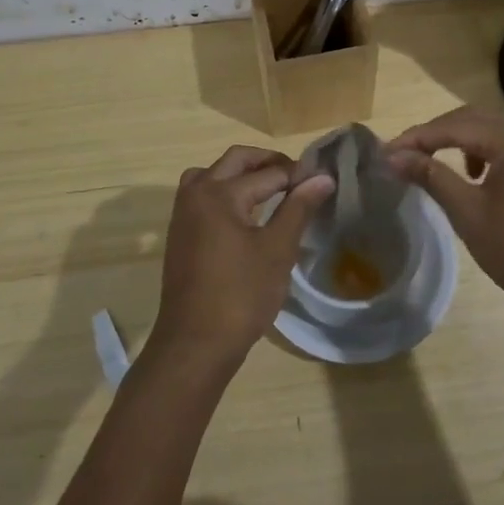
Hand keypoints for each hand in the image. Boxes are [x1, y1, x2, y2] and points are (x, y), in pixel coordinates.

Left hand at [152, 145, 334, 372]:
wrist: (195, 343)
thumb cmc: (241, 295)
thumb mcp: (277, 249)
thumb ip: (298, 208)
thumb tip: (322, 177)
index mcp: (219, 193)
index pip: (268, 172)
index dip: (298, 175)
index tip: (323, 180)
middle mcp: (196, 193)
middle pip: (235, 160)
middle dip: (268, 162)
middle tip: (298, 176)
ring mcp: (183, 213)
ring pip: (212, 174)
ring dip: (241, 172)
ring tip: (271, 188)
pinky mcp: (180, 233)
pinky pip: (202, 195)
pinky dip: (225, 190)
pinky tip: (246, 212)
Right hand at [387, 107, 503, 315]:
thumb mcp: (470, 214)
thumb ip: (432, 177)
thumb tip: (394, 157)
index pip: (454, 126)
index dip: (417, 137)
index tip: (386, 152)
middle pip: (479, 118)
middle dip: (441, 133)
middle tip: (410, 154)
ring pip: (503, 129)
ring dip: (470, 141)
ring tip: (450, 169)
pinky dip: (498, 152)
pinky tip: (490, 179)